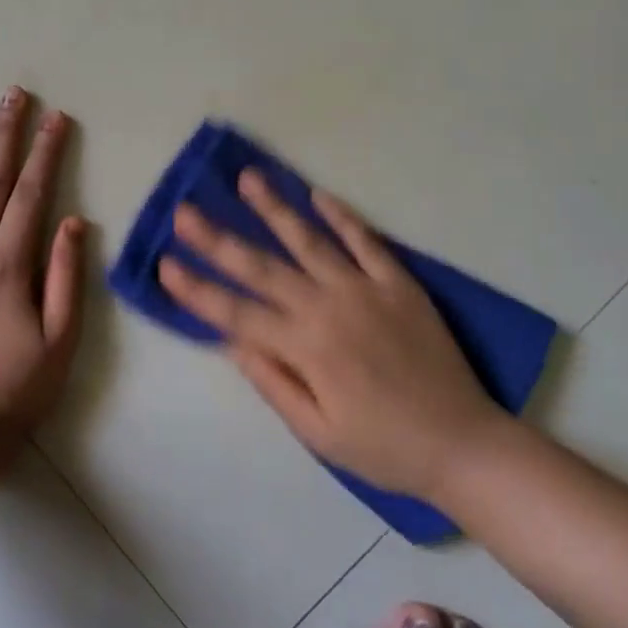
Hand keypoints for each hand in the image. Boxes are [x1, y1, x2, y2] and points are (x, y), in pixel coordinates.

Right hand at [158, 172, 507, 500]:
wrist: (462, 443)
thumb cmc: (384, 447)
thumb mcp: (318, 433)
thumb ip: (273, 383)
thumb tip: (232, 342)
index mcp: (305, 349)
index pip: (236, 313)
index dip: (197, 290)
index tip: (165, 264)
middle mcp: (328, 308)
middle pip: (261, 267)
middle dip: (218, 238)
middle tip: (185, 210)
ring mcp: (365, 289)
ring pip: (309, 240)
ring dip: (274, 209)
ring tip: (247, 179)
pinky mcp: (398, 282)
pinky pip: (365, 240)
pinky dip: (341, 215)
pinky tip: (317, 194)